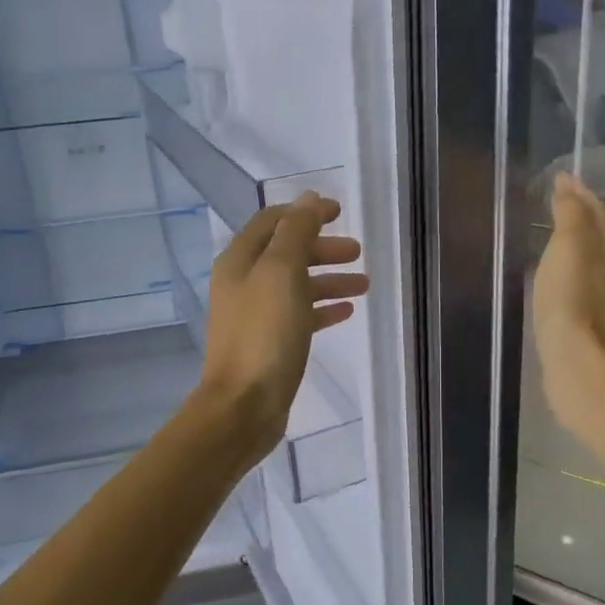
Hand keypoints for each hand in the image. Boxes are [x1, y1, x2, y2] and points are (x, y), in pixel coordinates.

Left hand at [196, 192, 368, 467]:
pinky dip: (323, 308)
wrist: (243, 406)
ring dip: (329, 279)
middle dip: (322, 247)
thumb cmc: (264, 334)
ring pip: (297, 285)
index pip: (274, 221)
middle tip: (357, 252)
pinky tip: (347, 312)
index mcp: (240, 260)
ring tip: (364, 284)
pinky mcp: (269, 343)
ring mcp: (256, 315)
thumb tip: (308, 199)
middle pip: (287, 252)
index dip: (306, 212)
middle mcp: (244, 283)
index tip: (340, 212)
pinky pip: (300, 315)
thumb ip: (296, 231)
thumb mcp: (282, 272)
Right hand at [532, 173, 604, 432]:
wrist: (581, 365)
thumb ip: (569, 214)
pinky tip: (546, 277)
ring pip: (585, 261)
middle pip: (595, 234)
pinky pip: (573, 286)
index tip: (558, 177)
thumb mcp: (570, 246)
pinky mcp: (584, 324)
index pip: (597, 210)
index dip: (578, 193)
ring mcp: (600, 300)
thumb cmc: (574, 300)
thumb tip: (568, 184)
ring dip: (569, 246)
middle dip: (576, 216)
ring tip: (544, 235)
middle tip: (550, 201)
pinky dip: (561, 273)